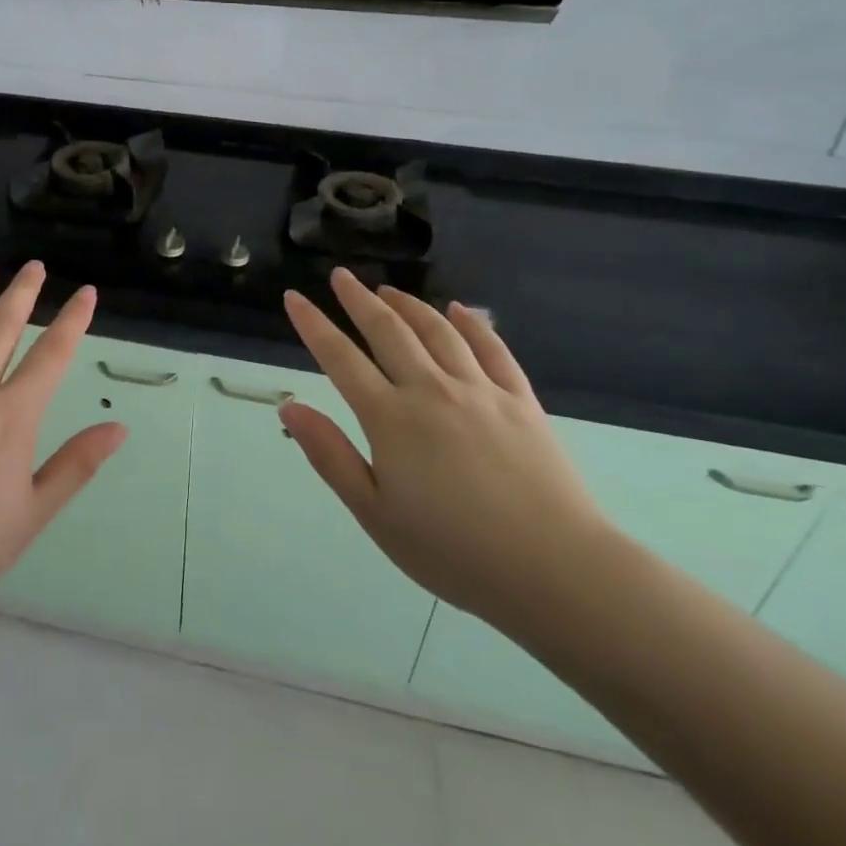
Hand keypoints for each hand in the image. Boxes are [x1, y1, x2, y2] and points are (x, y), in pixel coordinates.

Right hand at [280, 269, 611, 633]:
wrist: (554, 569)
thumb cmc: (453, 552)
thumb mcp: (375, 514)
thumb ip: (330, 456)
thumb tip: (290, 407)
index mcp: (391, 418)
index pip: (340, 358)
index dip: (314, 324)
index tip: (294, 297)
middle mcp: (431, 389)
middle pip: (387, 330)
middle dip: (358, 299)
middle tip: (340, 276)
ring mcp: (480, 390)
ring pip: (436, 331)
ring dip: (408, 304)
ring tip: (387, 289)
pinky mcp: (520, 400)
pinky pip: (491, 348)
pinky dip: (470, 323)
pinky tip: (457, 310)